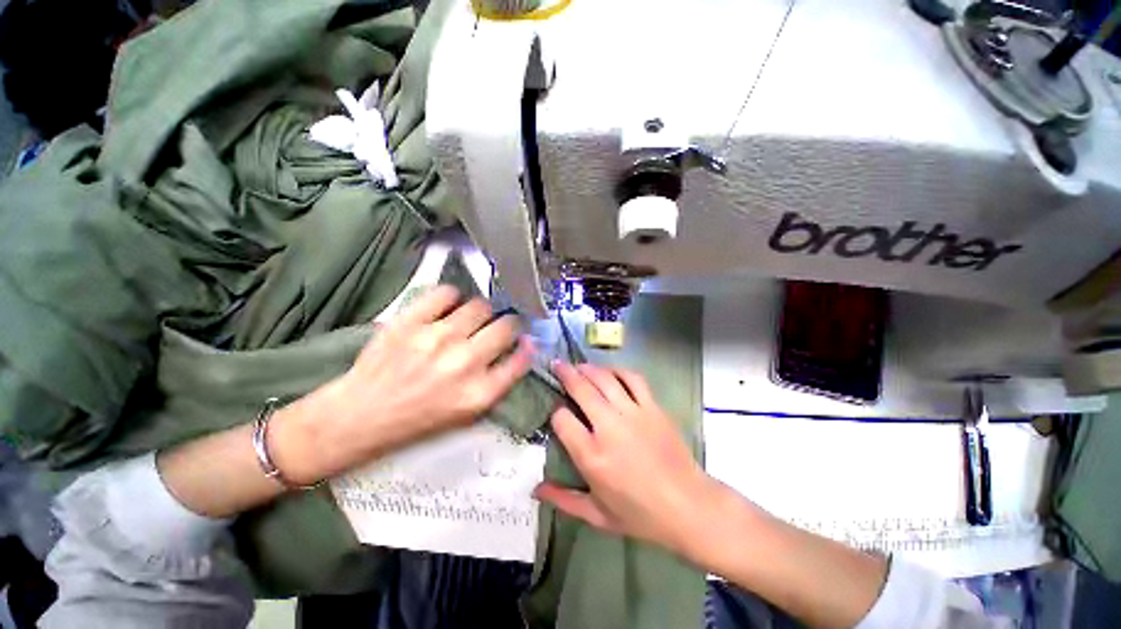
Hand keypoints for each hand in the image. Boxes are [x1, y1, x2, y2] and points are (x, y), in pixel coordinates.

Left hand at [288, 285, 532, 481]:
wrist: (361, 416)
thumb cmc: (419, 418)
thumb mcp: (468, 412)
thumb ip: (499, 381)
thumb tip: (522, 346)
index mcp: (479, 392)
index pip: (522, 357)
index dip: (527, 345)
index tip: (524, 339)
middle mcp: (464, 363)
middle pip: (507, 325)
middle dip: (509, 323)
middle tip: (499, 325)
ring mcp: (436, 339)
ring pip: (481, 305)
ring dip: (482, 312)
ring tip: (470, 319)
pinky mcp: (410, 322)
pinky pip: (446, 293)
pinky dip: (453, 297)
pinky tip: (448, 308)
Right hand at [534, 363, 721, 554]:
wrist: (689, 506)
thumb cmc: (640, 515)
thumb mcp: (597, 515)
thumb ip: (563, 500)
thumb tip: (535, 489)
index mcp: (592, 455)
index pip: (562, 419)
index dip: (556, 413)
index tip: (557, 413)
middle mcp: (609, 427)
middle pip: (581, 390)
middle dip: (565, 374)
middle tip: (557, 365)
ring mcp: (633, 413)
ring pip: (605, 379)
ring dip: (588, 368)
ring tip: (579, 365)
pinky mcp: (653, 407)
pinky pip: (633, 379)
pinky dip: (619, 371)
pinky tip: (610, 371)